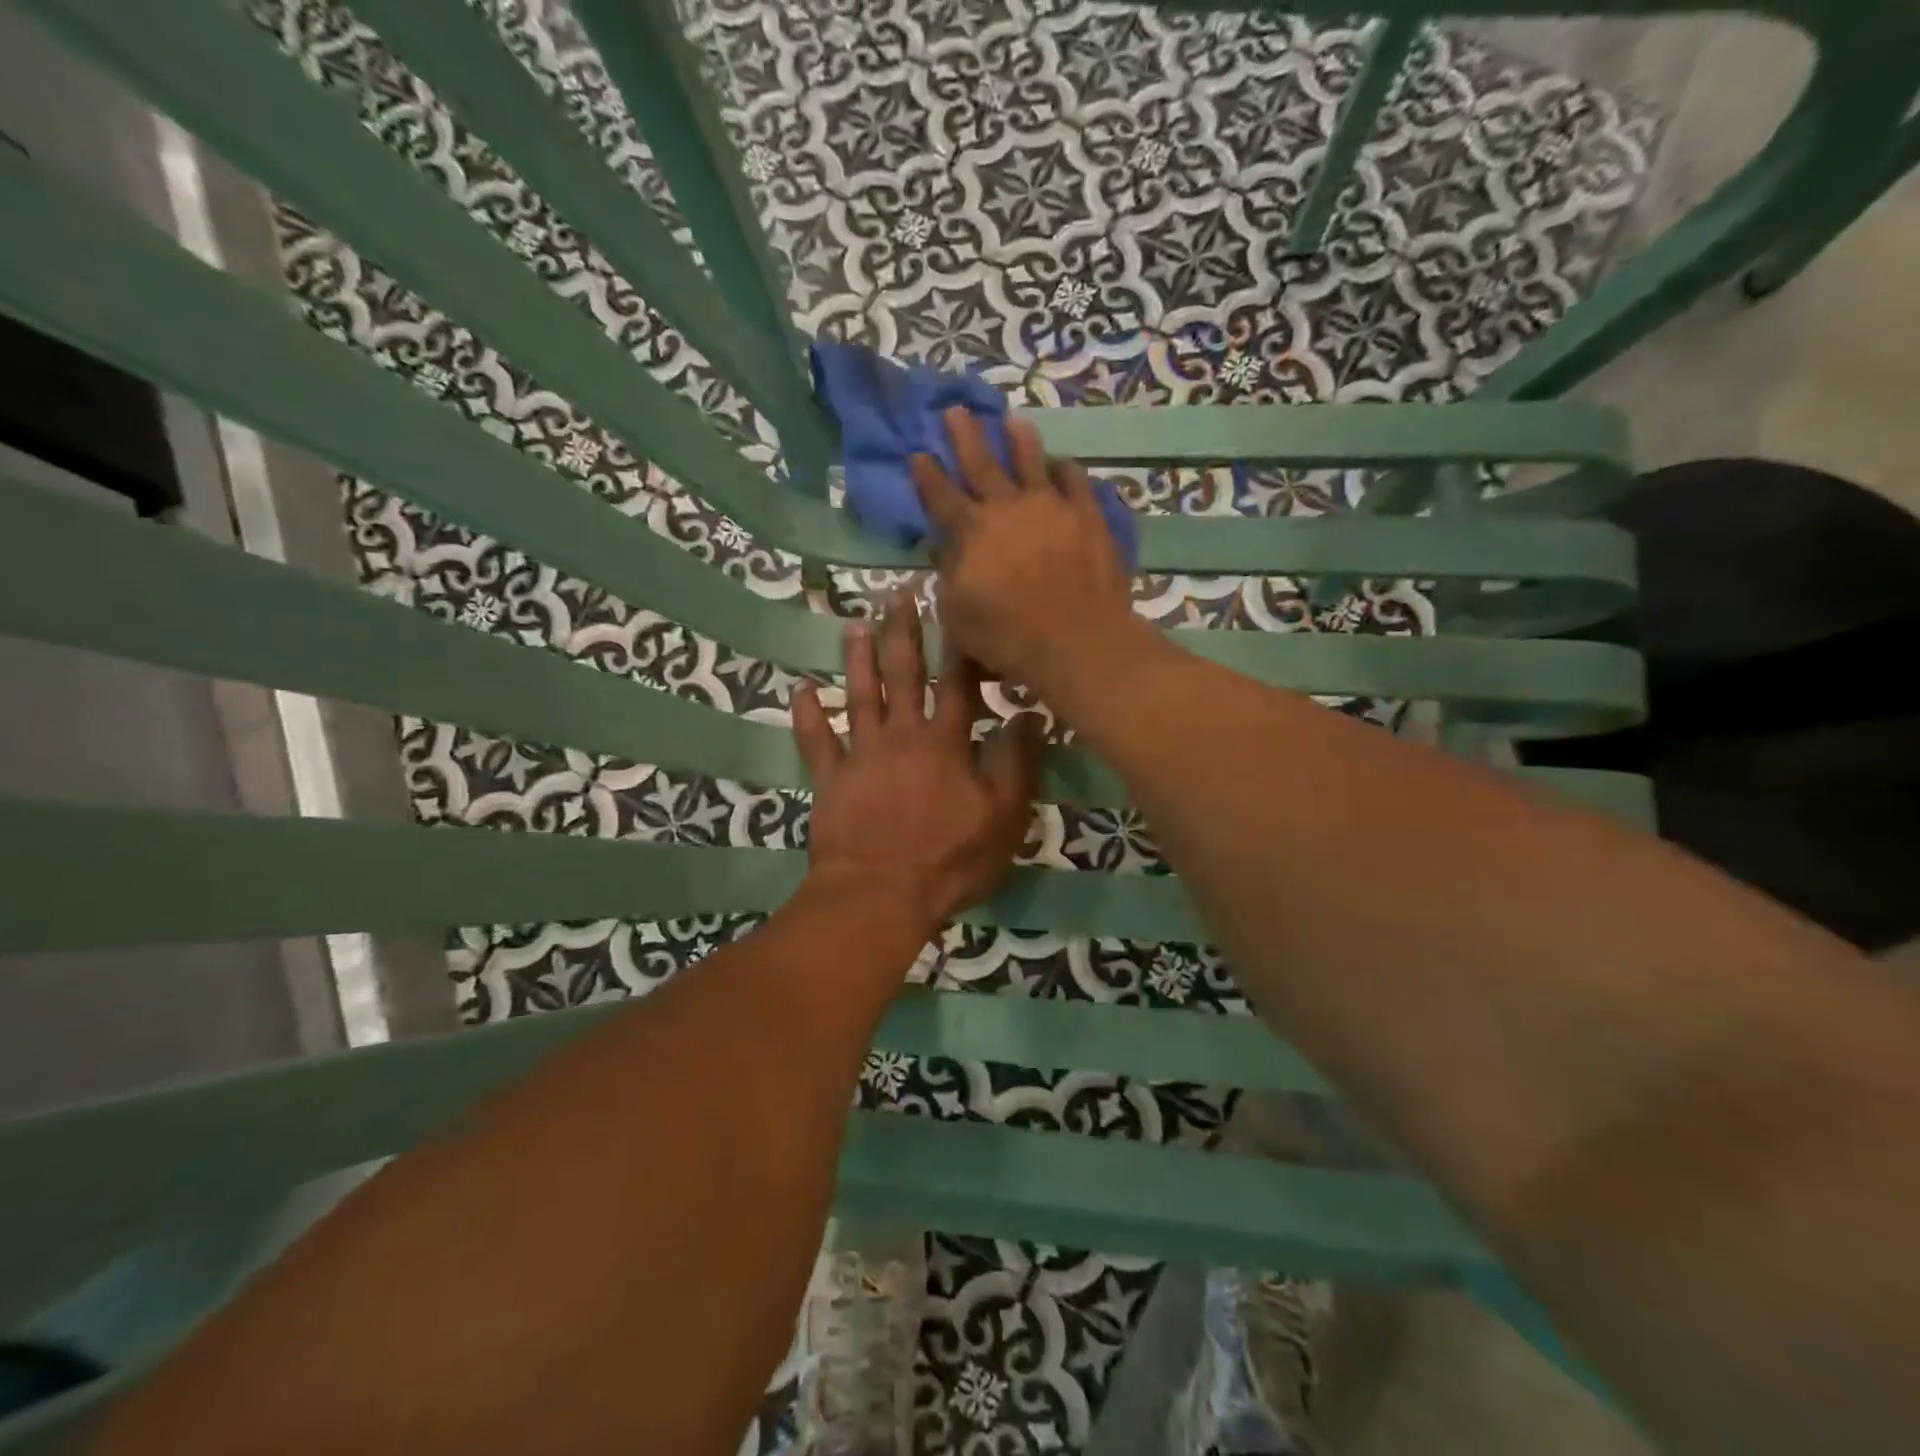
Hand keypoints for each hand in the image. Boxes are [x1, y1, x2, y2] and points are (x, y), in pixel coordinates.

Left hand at [791, 593, 1044, 935]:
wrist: (880, 895)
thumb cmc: (949, 860)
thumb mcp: (1004, 818)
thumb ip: (1017, 764)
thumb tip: (1029, 715)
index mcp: (946, 744)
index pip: (956, 684)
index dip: (958, 646)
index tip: (954, 607)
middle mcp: (902, 737)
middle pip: (903, 676)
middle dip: (903, 634)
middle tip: (897, 595)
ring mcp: (861, 756)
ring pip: (859, 697)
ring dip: (857, 660)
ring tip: (854, 625)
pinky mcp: (830, 781)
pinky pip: (816, 742)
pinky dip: (807, 715)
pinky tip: (800, 689)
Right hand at [910, 407, 1137, 691]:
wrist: (1077, 641)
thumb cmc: (1009, 638)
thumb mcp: (958, 616)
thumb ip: (948, 577)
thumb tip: (942, 548)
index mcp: (971, 533)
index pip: (940, 496)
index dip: (926, 474)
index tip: (917, 452)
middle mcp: (1007, 508)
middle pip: (981, 463)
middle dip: (964, 435)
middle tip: (954, 409)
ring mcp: (1051, 506)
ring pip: (1030, 460)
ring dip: (1018, 439)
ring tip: (1011, 419)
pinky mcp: (1087, 515)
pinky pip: (1075, 480)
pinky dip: (1065, 469)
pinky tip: (1061, 464)